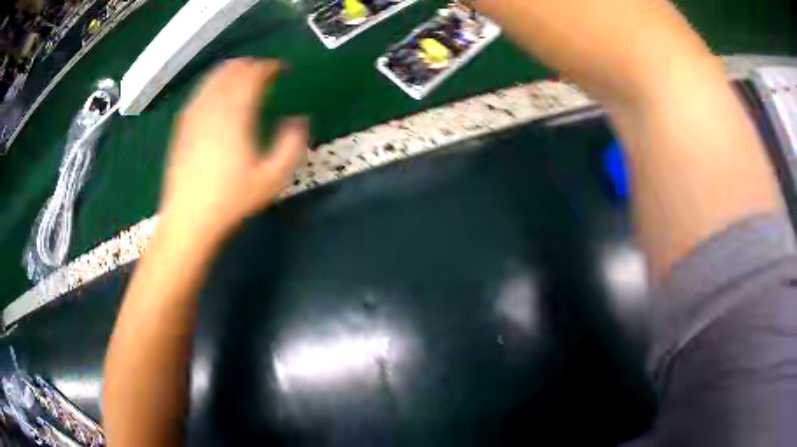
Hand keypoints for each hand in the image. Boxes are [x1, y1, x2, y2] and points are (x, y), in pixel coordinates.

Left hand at [160, 58, 306, 240]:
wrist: (188, 220)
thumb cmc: (231, 201)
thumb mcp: (272, 179)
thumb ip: (292, 145)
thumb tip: (299, 120)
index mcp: (236, 116)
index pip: (254, 76)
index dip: (270, 67)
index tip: (282, 69)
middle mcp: (213, 108)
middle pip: (231, 71)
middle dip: (250, 65)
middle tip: (264, 70)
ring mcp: (194, 116)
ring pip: (212, 79)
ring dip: (230, 71)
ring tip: (242, 74)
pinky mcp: (182, 127)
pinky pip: (198, 93)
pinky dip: (211, 84)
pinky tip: (215, 92)